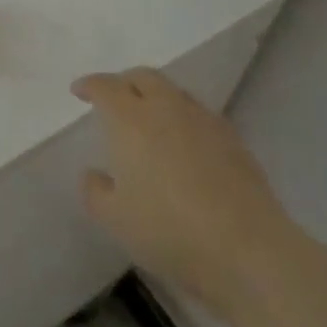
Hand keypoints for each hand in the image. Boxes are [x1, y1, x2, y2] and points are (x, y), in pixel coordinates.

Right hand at [73, 68, 296, 308]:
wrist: (247, 249)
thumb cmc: (168, 230)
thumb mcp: (114, 219)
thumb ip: (95, 191)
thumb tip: (95, 174)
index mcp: (130, 119)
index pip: (105, 86)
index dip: (89, 85)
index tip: (79, 91)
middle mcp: (166, 107)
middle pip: (143, 77)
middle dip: (124, 82)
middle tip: (113, 99)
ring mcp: (203, 120)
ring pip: (174, 92)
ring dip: (156, 97)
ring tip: (149, 120)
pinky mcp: (233, 139)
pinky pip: (199, 114)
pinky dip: (183, 118)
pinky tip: (183, 144)